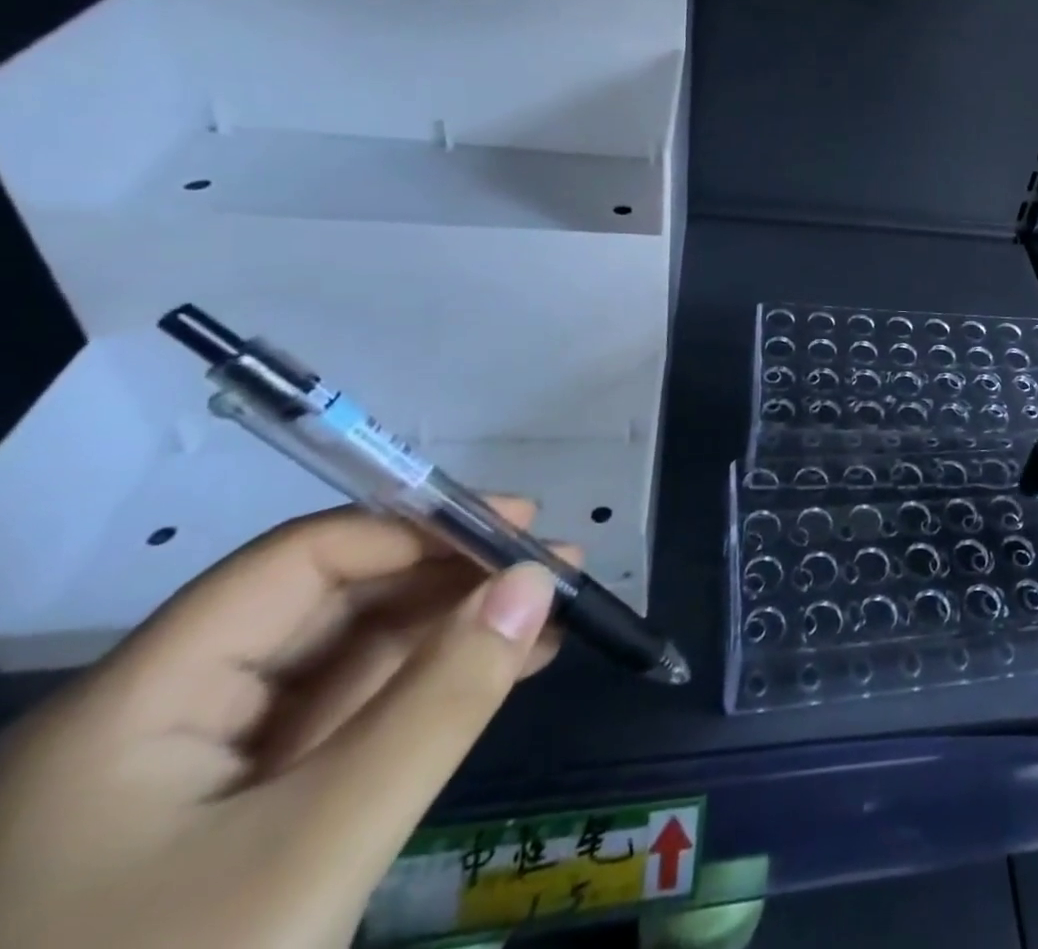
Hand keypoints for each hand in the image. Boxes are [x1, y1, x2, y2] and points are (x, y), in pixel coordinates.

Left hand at [0, 502, 576, 948]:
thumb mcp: (316, 855)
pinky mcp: (232, 827)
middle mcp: (155, 722)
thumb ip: (439, 704)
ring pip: (343, 665)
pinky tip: (498, 672)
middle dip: (450, 579)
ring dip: (451, 631)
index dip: (416, 530)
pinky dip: (426, 691)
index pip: (299, 561)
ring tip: (550, 616)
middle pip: (326, 605)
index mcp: (134, 706)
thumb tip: (537, 580)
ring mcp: (190, 783)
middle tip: (555, 572)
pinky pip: (345, 726)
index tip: (519, 529)